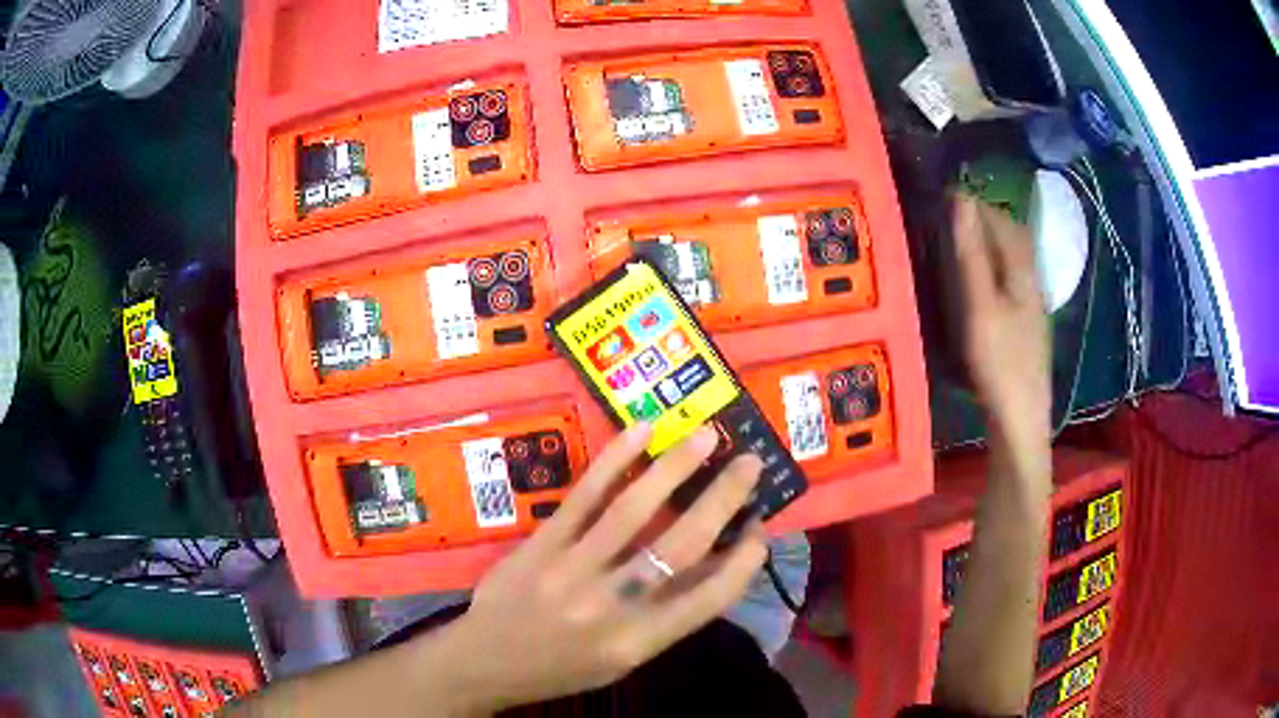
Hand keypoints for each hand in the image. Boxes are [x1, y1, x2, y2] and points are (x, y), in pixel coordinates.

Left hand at [427, 423, 767, 714]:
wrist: (486, 661)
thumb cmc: (562, 667)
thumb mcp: (624, 658)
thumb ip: (667, 617)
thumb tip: (710, 565)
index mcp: (638, 640)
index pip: (709, 598)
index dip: (744, 561)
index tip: (762, 527)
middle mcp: (611, 604)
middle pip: (680, 545)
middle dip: (722, 499)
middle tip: (750, 462)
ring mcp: (572, 568)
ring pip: (635, 510)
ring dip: (676, 467)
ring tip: (706, 436)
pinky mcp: (542, 543)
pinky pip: (584, 496)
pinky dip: (616, 460)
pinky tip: (641, 433)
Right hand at [952, 195, 1050, 446]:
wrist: (1021, 419)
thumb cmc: (1000, 361)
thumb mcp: (979, 305)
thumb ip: (971, 254)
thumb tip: (961, 200)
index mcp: (1023, 271)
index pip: (1003, 221)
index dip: (976, 203)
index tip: (945, 193)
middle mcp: (1032, 282)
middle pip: (1013, 237)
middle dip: (985, 218)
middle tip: (951, 213)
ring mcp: (1032, 306)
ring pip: (1013, 260)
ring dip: (990, 242)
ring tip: (960, 241)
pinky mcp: (1026, 326)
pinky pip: (1011, 280)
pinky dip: (993, 267)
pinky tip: (979, 281)